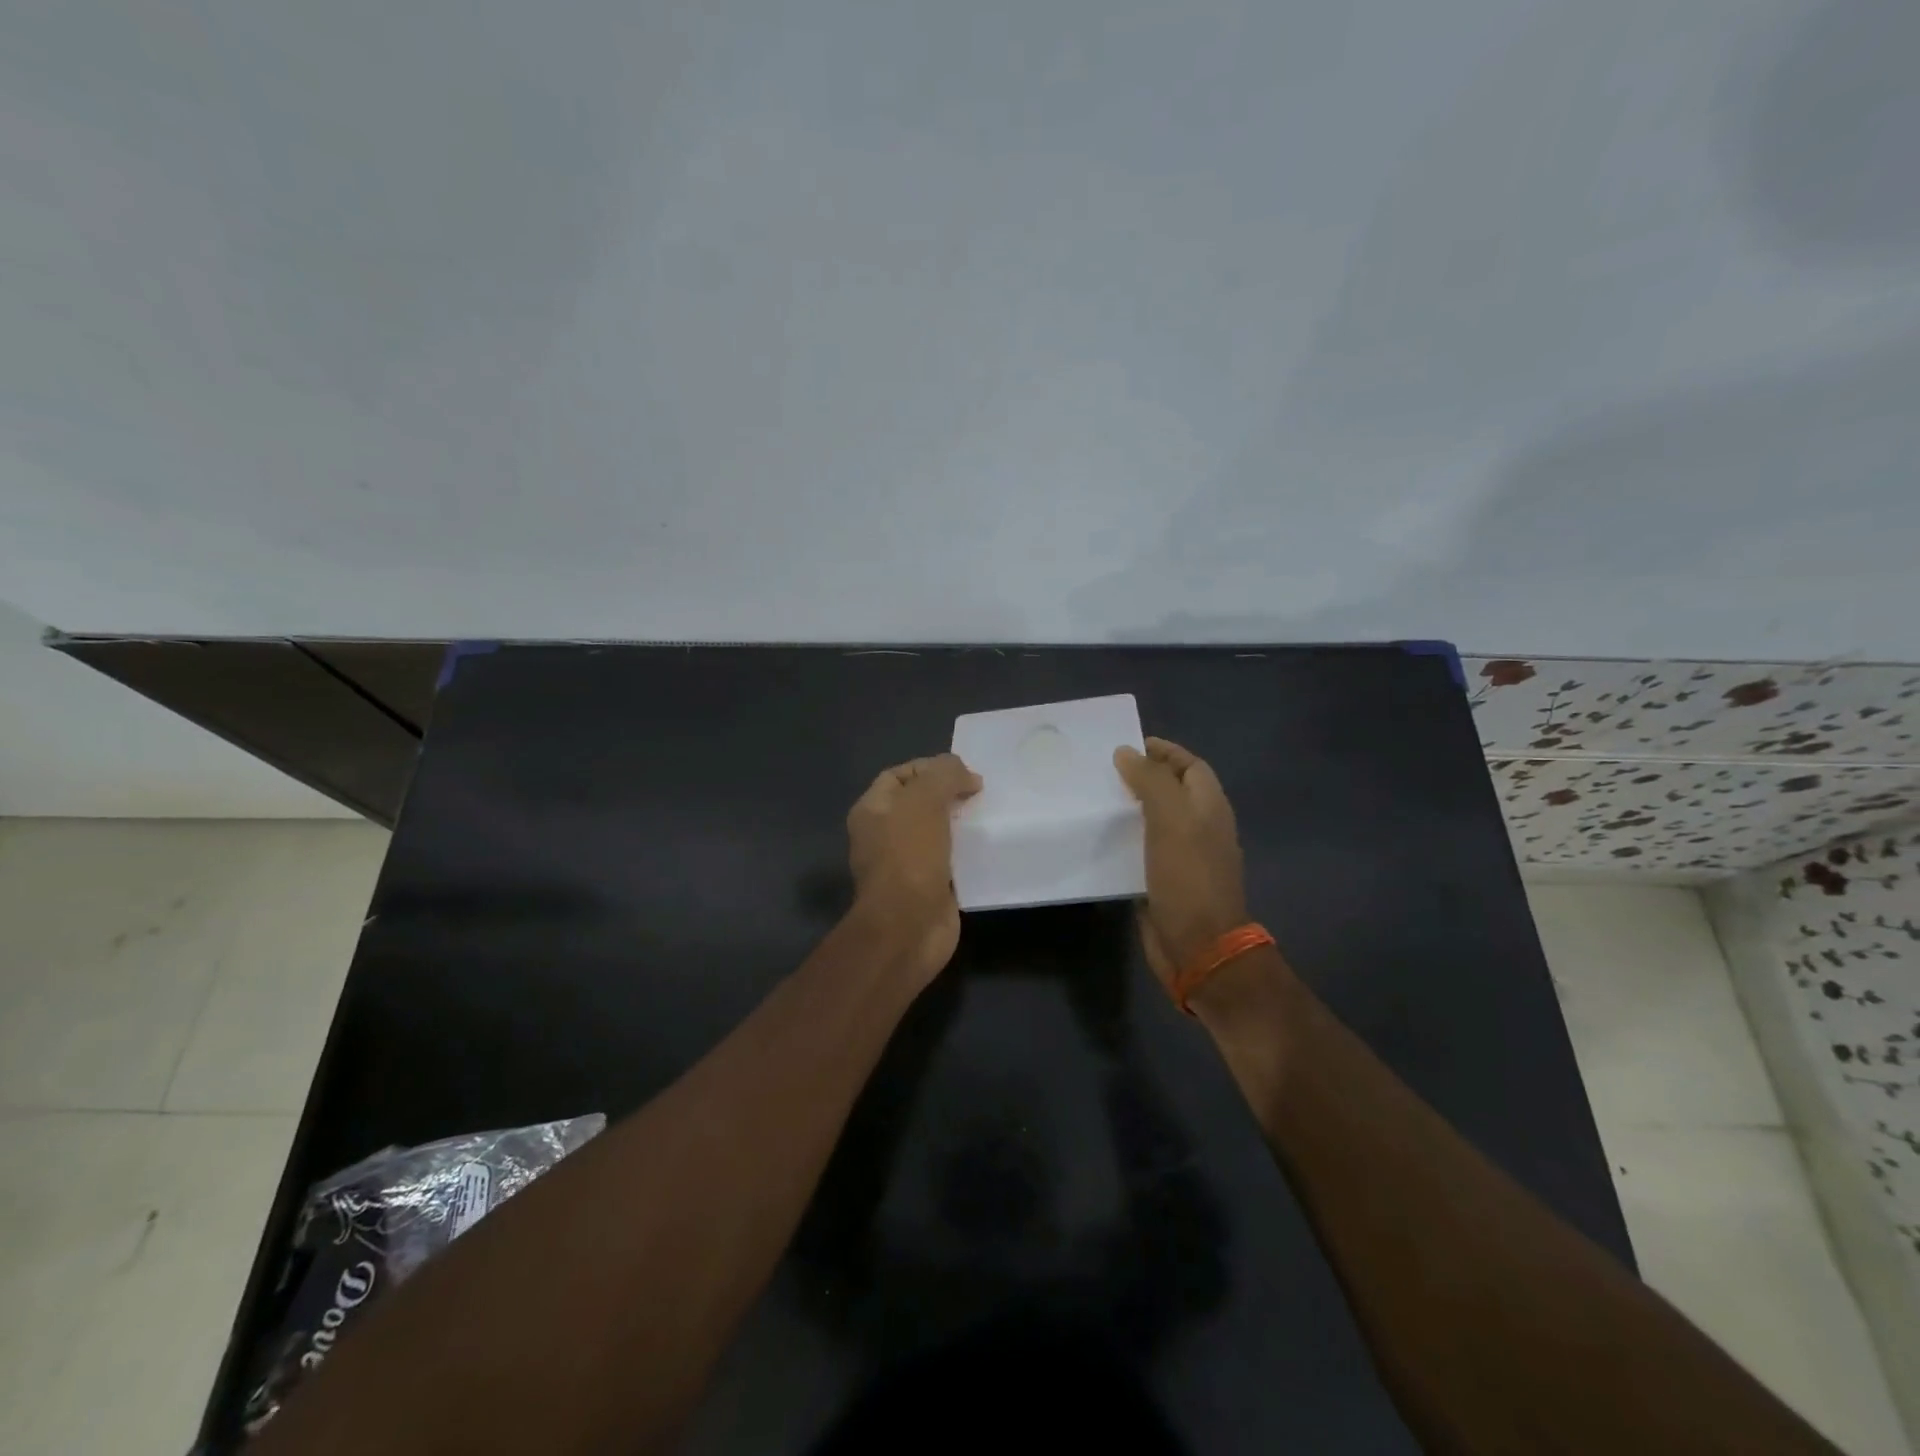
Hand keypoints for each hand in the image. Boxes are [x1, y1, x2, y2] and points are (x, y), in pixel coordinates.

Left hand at [847, 753, 981, 987]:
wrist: (909, 926)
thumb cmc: (909, 856)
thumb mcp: (925, 799)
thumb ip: (944, 775)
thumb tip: (966, 775)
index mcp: (872, 811)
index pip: (899, 775)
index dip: (929, 767)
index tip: (963, 772)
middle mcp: (883, 835)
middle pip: (919, 804)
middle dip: (949, 795)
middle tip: (980, 793)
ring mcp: (905, 864)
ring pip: (937, 833)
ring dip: (961, 824)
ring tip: (988, 815)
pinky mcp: (928, 888)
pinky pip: (950, 861)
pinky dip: (968, 853)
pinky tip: (988, 847)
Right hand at [1114, 737, 1248, 991]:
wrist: (1198, 946)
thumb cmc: (1188, 877)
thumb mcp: (1172, 820)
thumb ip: (1151, 782)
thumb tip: (1127, 752)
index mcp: (1210, 808)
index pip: (1190, 767)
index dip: (1164, 752)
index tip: (1127, 745)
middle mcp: (1200, 828)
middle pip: (1173, 792)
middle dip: (1143, 777)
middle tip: (1102, 770)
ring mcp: (1183, 857)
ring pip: (1155, 821)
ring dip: (1130, 808)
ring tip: (1094, 799)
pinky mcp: (1164, 881)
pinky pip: (1143, 850)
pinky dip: (1124, 839)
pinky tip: (1098, 839)